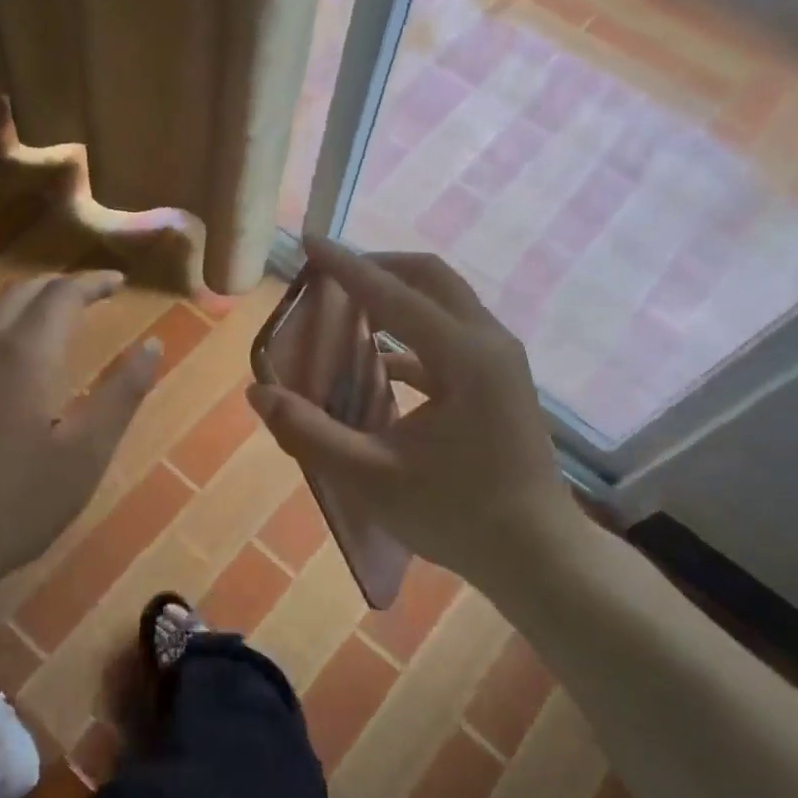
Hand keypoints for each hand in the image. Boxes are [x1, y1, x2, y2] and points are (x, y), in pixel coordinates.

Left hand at [0, 270, 159, 592]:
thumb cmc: (16, 501)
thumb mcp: (86, 453)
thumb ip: (122, 393)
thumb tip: (153, 344)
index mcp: (25, 354)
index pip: (62, 294)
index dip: (93, 283)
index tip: (120, 282)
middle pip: (21, 293)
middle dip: (59, 285)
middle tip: (92, 293)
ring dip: (28, 303)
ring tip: (58, 318)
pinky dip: (4, 327)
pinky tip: (13, 361)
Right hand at [246, 239, 584, 596]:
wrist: (538, 556)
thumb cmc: (457, 516)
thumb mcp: (372, 478)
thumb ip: (310, 432)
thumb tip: (259, 392)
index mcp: (463, 357)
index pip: (392, 294)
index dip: (345, 266)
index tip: (308, 241)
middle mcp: (488, 343)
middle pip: (430, 278)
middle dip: (377, 268)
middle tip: (329, 276)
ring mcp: (500, 361)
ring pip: (444, 302)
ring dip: (396, 296)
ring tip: (346, 308)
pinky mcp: (499, 381)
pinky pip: (450, 336)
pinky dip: (411, 333)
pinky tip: (378, 361)